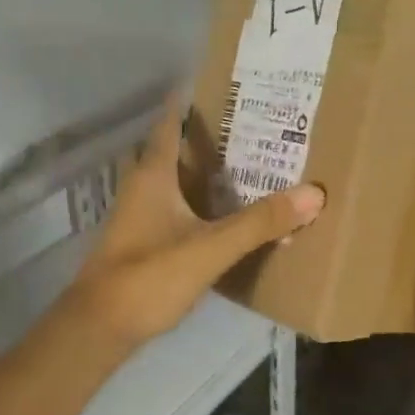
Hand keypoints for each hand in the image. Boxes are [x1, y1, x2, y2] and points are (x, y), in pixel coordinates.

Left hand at [69, 99, 323, 347]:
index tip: (228, 87)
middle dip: (213, 137)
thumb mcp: (210, 248)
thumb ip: (259, 223)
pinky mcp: (146, 241)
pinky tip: (231, 214)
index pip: (172, 122)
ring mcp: (142, 215)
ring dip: (210, 171)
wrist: (100, 327)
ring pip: (180, 180)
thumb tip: (314, 193)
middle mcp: (144, 186)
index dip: (194, 101)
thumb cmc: (149, 276)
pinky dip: (205, 202)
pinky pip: (180, 208)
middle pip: (179, 149)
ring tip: (254, 164)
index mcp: (154, 174)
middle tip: (257, 126)